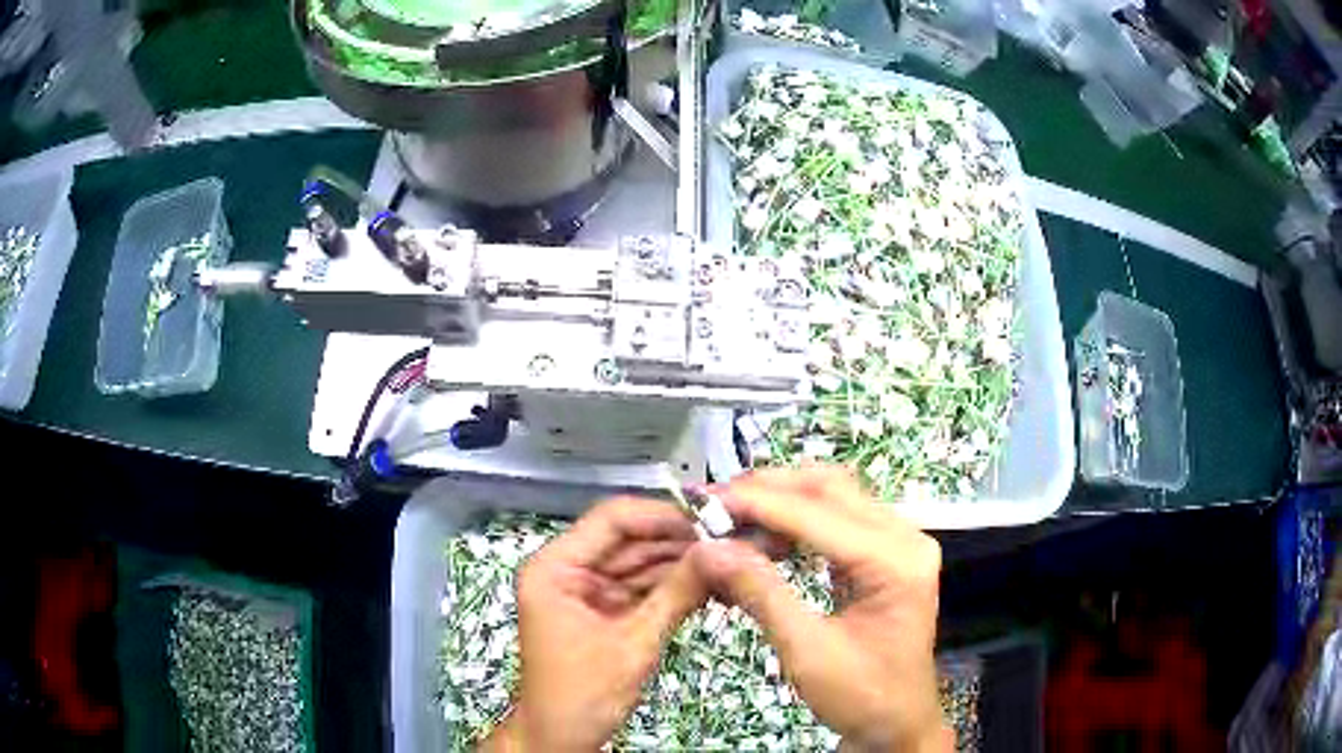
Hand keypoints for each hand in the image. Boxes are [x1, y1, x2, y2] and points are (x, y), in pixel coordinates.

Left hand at [482, 497, 706, 751]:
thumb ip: (676, 595)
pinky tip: (709, 582)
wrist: (560, 737)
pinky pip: (640, 588)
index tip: (710, 520)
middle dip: (678, 542)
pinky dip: (672, 588)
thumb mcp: (633, 644)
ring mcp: (585, 591)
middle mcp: (567, 570)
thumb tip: (720, 553)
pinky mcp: (602, 610)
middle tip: (731, 541)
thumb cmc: (583, 694)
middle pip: (628, 540)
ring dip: (680, 564)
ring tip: (728, 559)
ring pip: (638, 563)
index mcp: (555, 568)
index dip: (662, 516)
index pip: (611, 520)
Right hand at [689, 466, 952, 752]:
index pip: (818, 514)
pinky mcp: (888, 555)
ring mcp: (900, 543)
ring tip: (733, 516)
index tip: (705, 499)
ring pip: (836, 497)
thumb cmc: (860, 696)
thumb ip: (761, 593)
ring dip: (783, 501)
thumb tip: (709, 548)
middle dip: (770, 490)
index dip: (758, 504)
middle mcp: (906, 537)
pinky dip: (799, 521)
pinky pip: (840, 520)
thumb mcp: (806, 651)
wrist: (897, 723)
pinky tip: (766, 537)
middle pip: (831, 489)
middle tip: (716, 502)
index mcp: (895, 560)